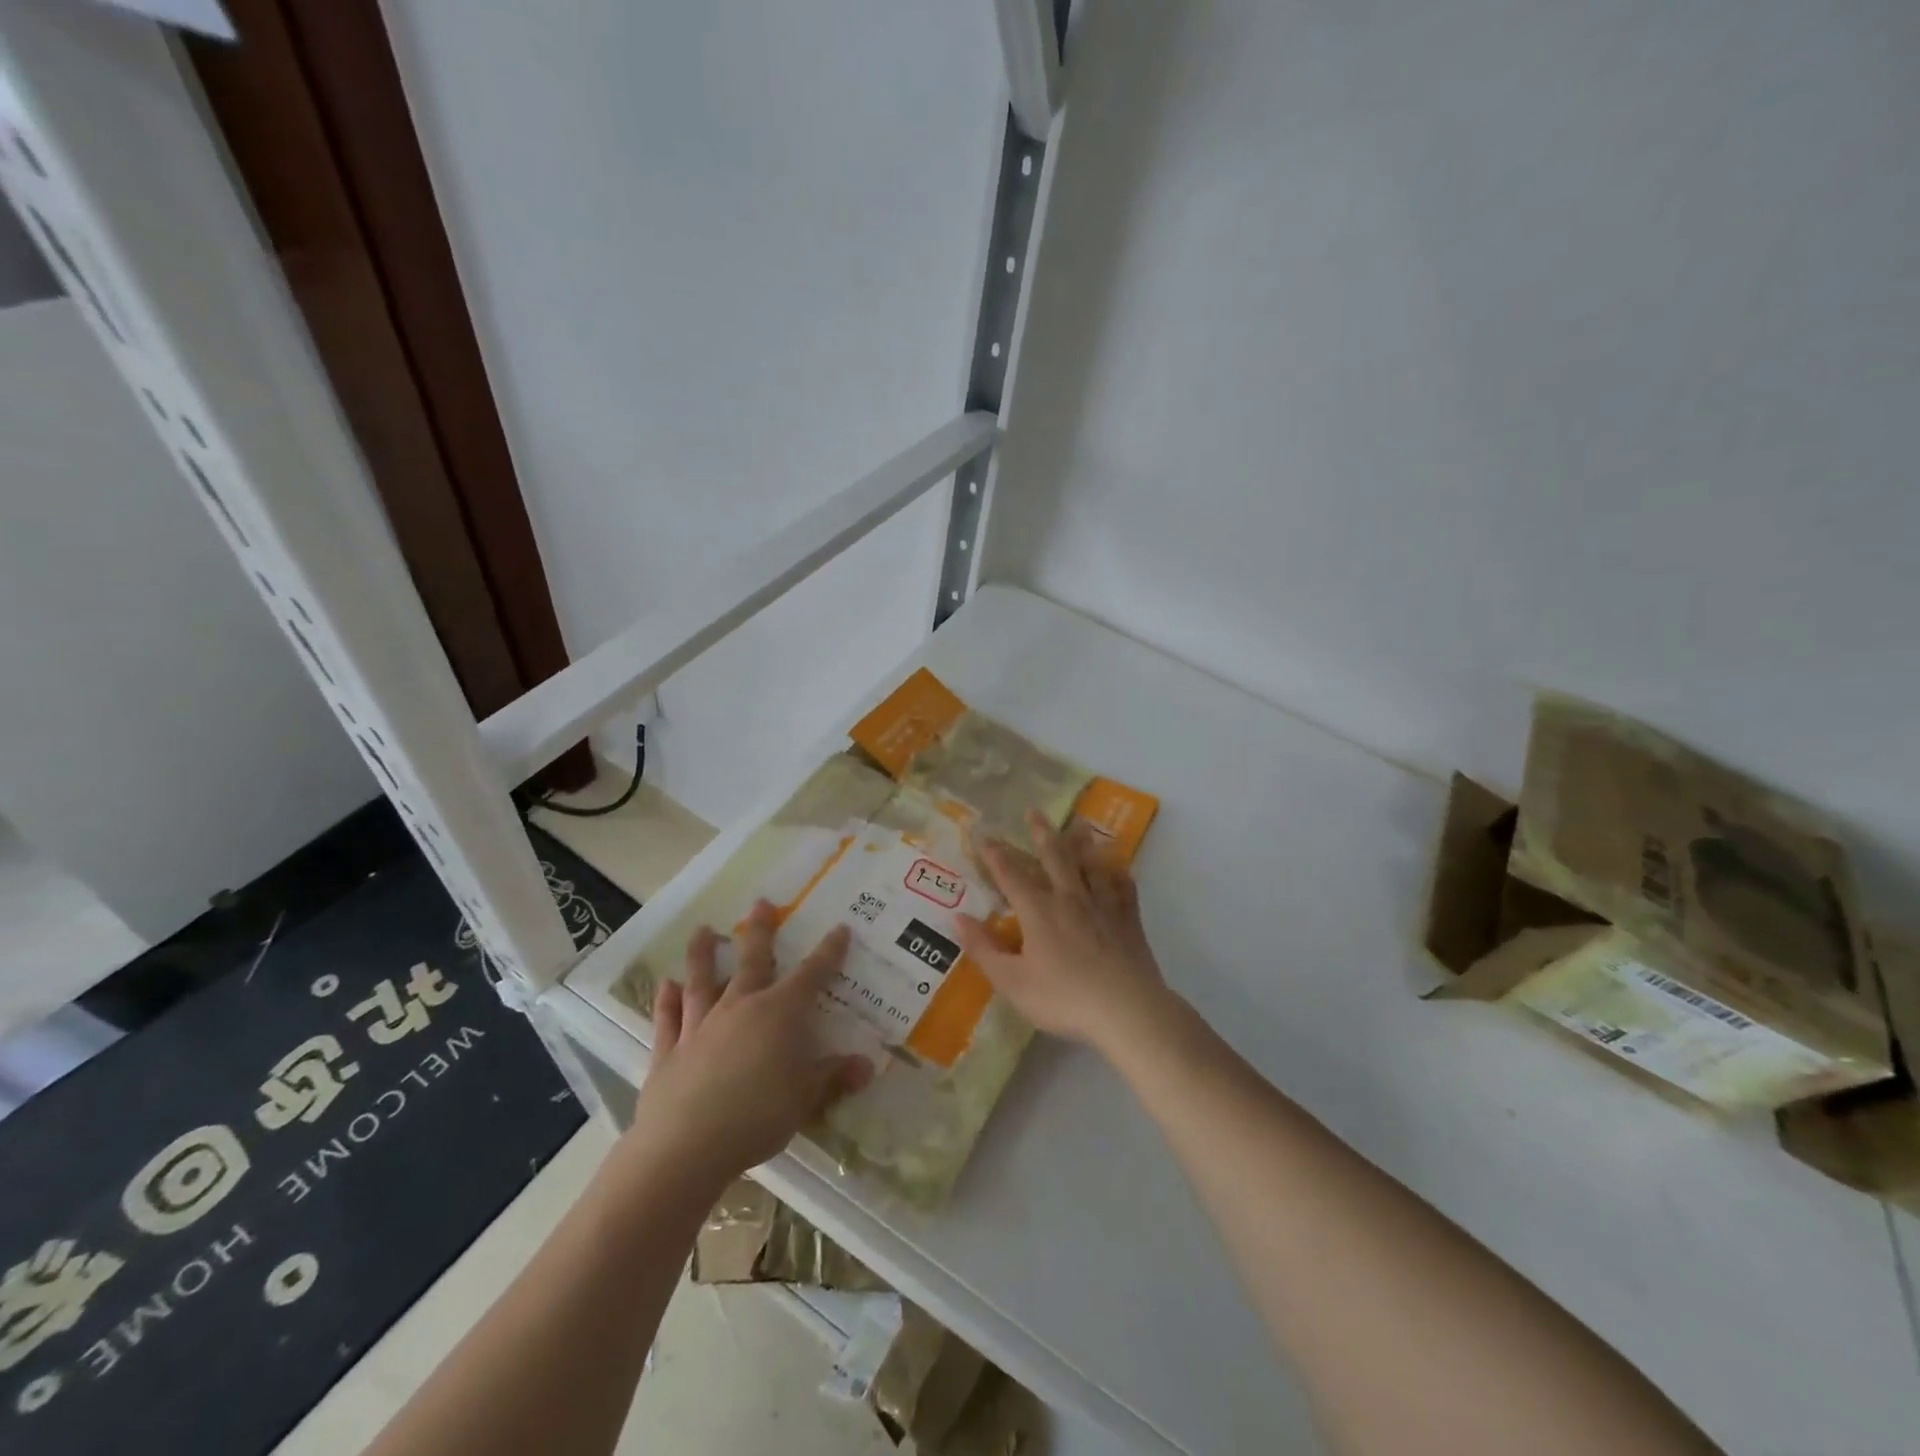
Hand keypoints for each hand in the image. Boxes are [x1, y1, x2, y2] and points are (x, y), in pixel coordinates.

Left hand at [624, 900, 872, 1188]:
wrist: (687, 1145)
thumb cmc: (758, 1115)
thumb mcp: (807, 1098)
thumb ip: (834, 1077)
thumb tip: (867, 1065)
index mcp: (779, 1013)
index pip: (811, 975)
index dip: (829, 952)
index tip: (839, 929)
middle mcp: (740, 1007)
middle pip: (753, 961)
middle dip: (759, 931)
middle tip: (760, 902)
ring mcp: (701, 1026)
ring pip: (703, 980)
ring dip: (704, 954)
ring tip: (703, 929)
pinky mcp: (669, 1051)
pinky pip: (668, 1019)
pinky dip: (667, 1000)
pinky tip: (666, 985)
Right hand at [955, 810, 1171, 1058]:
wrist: (1127, 1010)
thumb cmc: (1064, 998)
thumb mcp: (1013, 982)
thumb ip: (983, 949)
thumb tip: (957, 918)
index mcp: (1038, 911)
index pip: (1010, 874)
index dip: (993, 853)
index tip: (981, 832)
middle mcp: (1070, 898)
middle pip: (1054, 857)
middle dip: (1040, 833)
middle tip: (1034, 811)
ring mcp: (1103, 905)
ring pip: (1091, 864)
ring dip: (1082, 843)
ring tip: (1078, 825)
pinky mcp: (1129, 919)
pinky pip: (1124, 887)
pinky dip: (1118, 873)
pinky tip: (1118, 868)